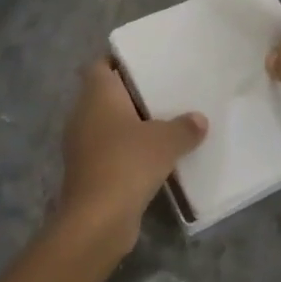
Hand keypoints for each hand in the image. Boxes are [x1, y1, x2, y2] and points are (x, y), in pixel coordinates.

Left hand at [56, 60, 206, 256]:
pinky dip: (128, 150)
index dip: (120, 61)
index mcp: (97, 95)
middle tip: (164, 91)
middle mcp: (83, 114)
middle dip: (132, 94)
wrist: (97, 220)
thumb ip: (184, 127)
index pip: (101, 65)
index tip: (147, 62)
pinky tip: (155, 157)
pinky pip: (110, 150)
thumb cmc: (127, 163)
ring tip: (165, 122)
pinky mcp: (87, 171)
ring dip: (132, 125)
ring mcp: (82, 144)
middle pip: (106, 94)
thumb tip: (199, 120)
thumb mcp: (166, 141)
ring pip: (108, 124)